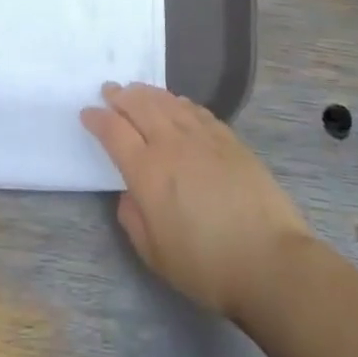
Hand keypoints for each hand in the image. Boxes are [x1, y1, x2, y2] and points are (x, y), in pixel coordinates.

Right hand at [82, 81, 313, 321]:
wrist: (270, 262)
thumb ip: (133, 218)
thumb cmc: (206, 266)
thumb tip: (130, 193)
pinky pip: (197, 110)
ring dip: (148, 93)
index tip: (87, 113)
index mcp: (147, 172)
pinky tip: (177, 104)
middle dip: (120, 96)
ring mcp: (203, 138)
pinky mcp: (230, 140)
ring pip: (168, 103)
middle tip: (110, 90)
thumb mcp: (154, 254)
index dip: (97, 119)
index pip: (114, 132)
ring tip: (137, 90)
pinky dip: (180, 102)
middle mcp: (171, 145)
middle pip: (140, 106)